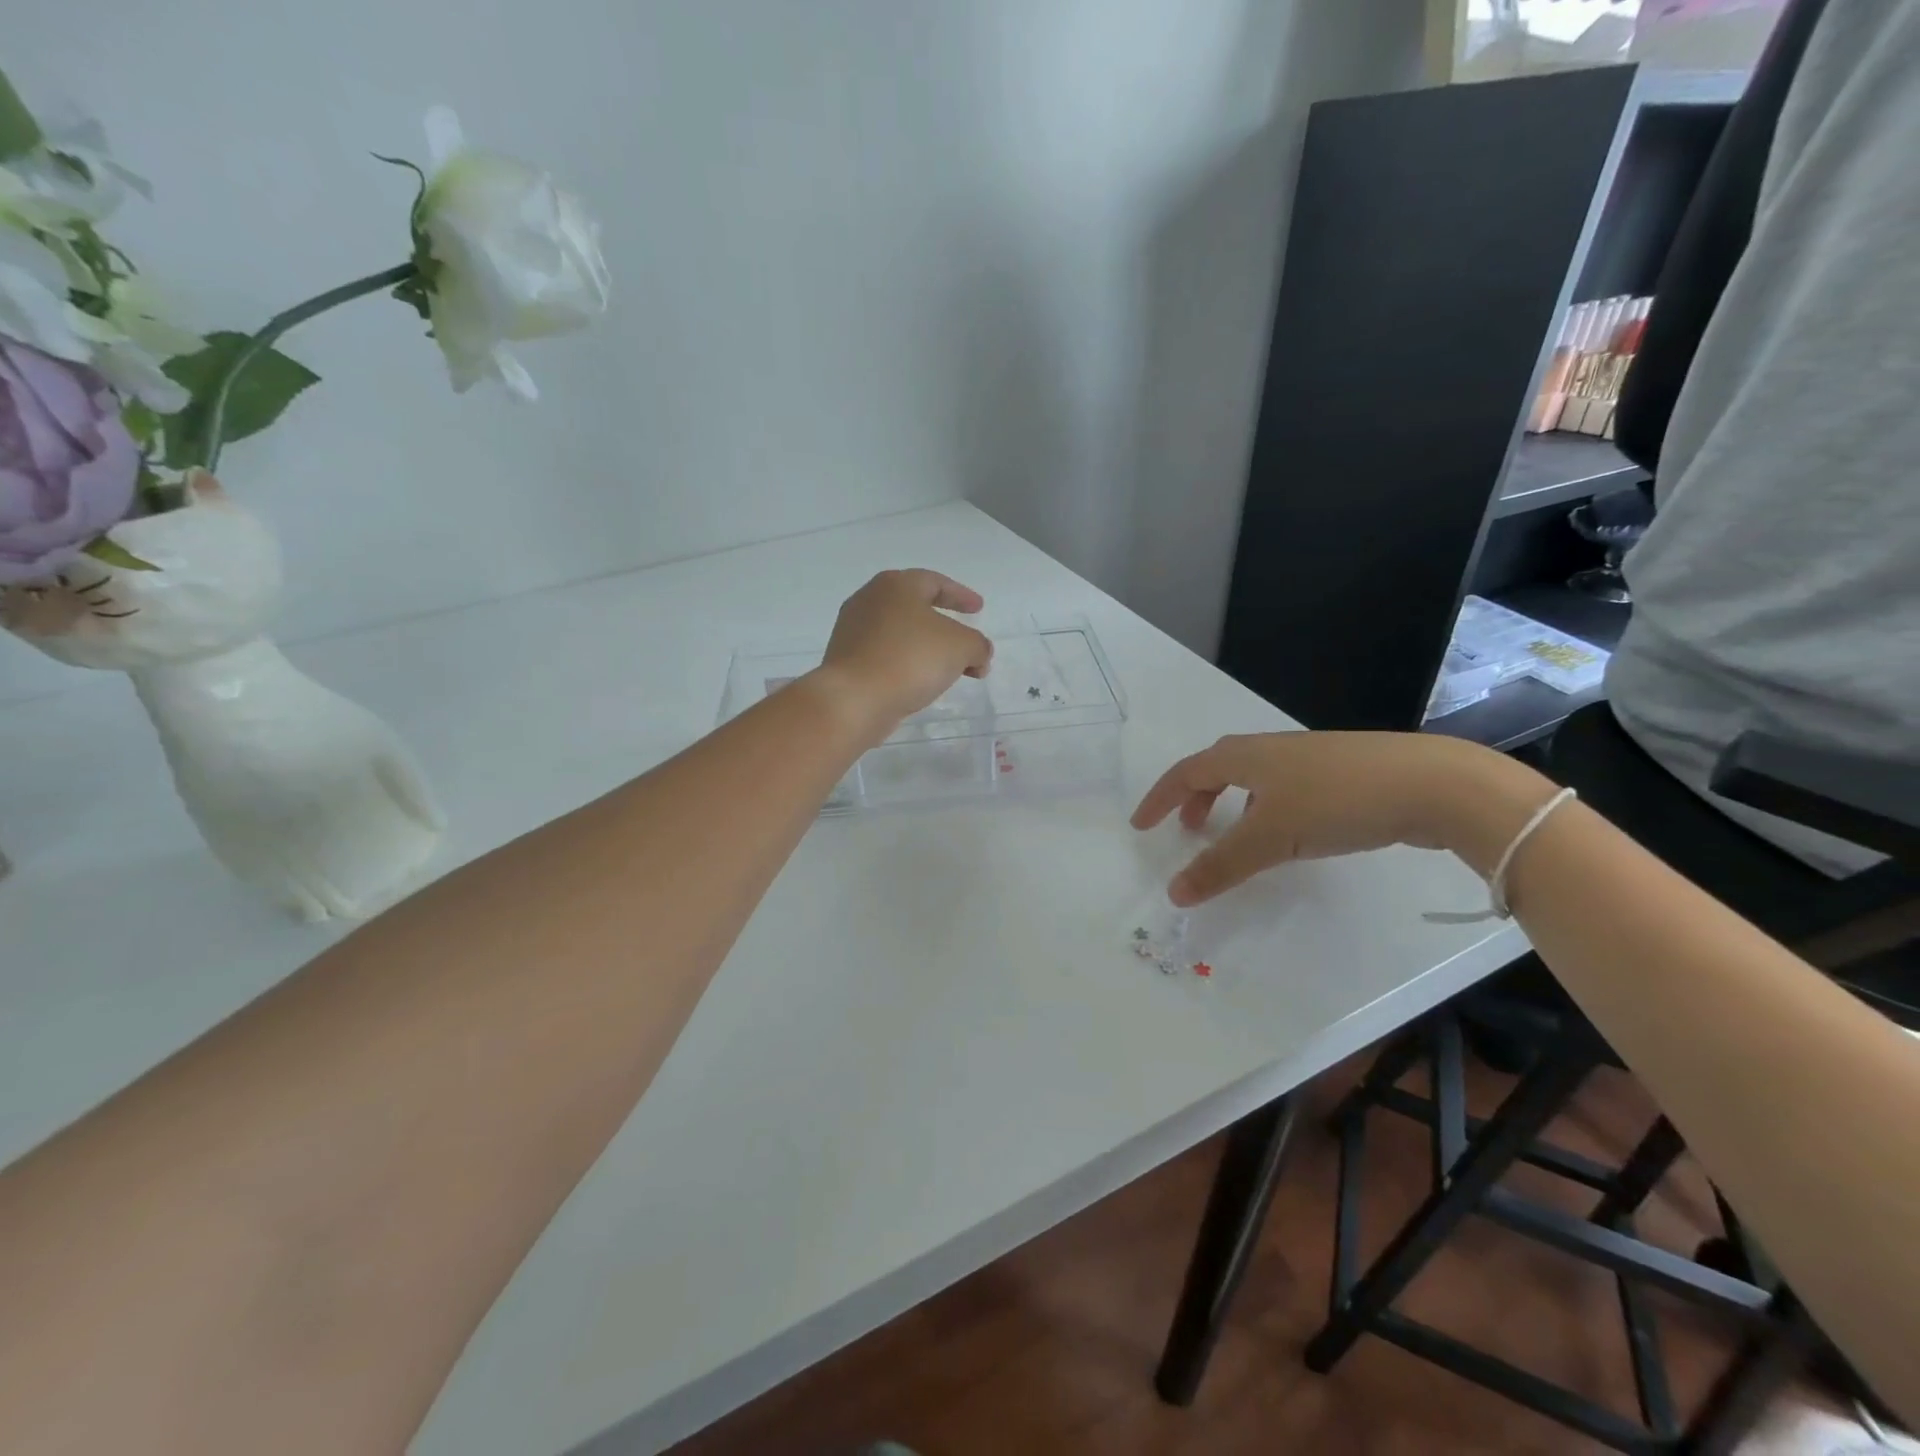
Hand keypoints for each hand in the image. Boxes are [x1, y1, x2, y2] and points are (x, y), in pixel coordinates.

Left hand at [813, 569, 992, 734]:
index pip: (936, 582)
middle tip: (964, 639)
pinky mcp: (846, 660)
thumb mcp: (962, 647)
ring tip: (948, 667)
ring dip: (927, 648)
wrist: (854, 699)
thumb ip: (978, 645)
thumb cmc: (910, 659)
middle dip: (945, 625)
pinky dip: (907, 663)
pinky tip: (920, 682)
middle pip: (915, 607)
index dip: (961, 595)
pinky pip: (886, 655)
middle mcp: (869, 600)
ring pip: (900, 633)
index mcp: (896, 585)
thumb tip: (978, 655)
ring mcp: (853, 631)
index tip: (979, 609)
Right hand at [1132, 732, 1546, 906]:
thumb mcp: (1271, 837)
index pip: (1186, 772)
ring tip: (1235, 835)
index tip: (1141, 825)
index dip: (1160, 798)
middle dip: (1195, 797)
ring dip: (1231, 803)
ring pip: (1254, 778)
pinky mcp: (1341, 773)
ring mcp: (1309, 759)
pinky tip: (1289, 833)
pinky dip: (1266, 808)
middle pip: (1218, 767)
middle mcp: (1271, 749)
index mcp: (1246, 755)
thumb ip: (1220, 865)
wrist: (1431, 784)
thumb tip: (1173, 892)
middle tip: (1187, 829)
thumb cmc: (1336, 801)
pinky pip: (1284, 787)